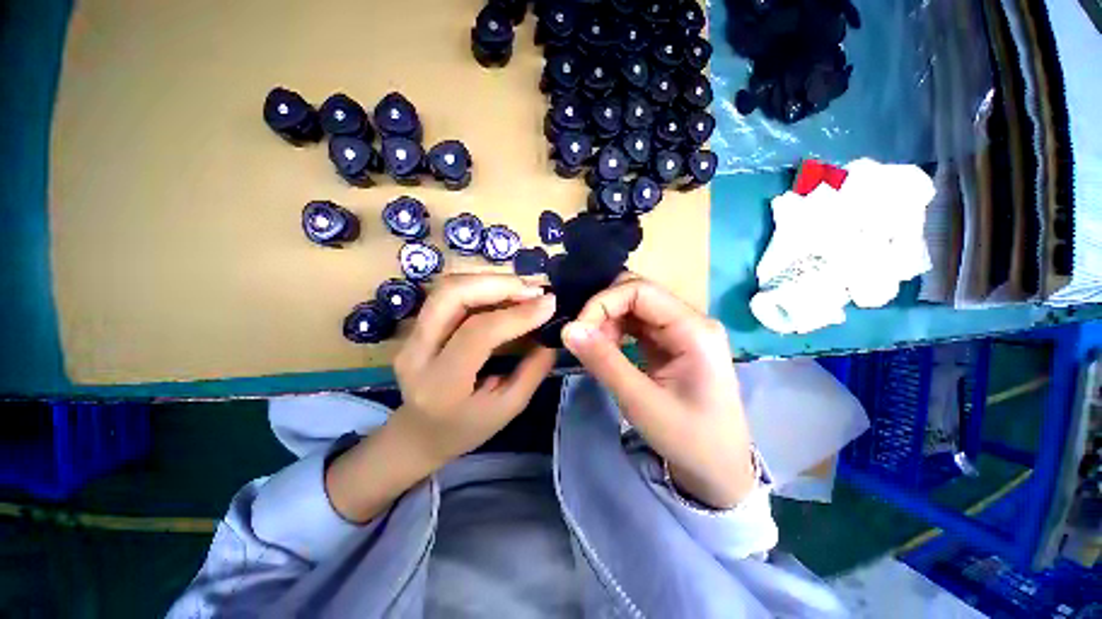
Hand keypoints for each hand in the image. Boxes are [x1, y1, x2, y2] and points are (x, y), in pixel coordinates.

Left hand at [327, 274, 557, 522]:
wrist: (418, 435)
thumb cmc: (465, 429)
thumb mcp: (508, 409)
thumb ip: (532, 370)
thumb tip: (551, 334)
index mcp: (441, 383)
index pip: (478, 333)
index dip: (517, 314)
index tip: (549, 304)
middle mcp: (416, 353)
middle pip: (452, 296)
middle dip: (498, 284)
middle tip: (533, 290)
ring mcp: (411, 337)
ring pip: (448, 288)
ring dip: (489, 281)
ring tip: (523, 289)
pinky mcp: (416, 327)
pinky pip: (449, 295)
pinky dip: (481, 288)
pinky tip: (505, 295)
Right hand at [561, 274, 755, 508]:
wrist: (719, 470)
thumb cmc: (689, 439)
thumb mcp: (641, 402)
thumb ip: (604, 361)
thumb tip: (568, 329)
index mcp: (694, 329)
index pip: (640, 290)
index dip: (603, 302)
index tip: (578, 329)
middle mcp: (689, 320)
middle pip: (637, 293)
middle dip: (604, 309)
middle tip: (583, 337)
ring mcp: (680, 330)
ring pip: (634, 307)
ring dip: (607, 321)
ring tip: (593, 347)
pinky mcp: (670, 342)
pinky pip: (636, 324)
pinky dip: (615, 331)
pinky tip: (605, 349)